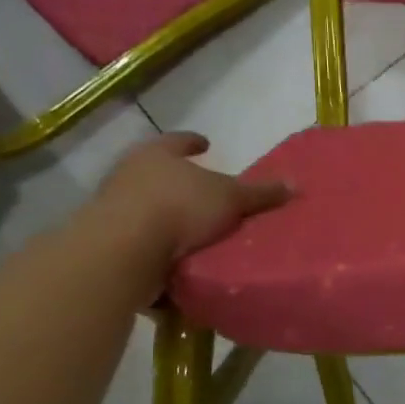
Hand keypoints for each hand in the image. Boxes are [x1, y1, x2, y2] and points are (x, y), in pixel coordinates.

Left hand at [84, 133, 291, 293]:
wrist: (125, 252)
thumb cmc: (179, 208)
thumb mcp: (231, 198)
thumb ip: (260, 194)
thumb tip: (294, 184)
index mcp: (157, 155)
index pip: (178, 141)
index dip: (193, 142)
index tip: (206, 144)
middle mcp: (130, 175)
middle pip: (159, 174)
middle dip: (181, 183)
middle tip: (206, 193)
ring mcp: (115, 210)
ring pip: (148, 209)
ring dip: (170, 220)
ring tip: (198, 234)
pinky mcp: (110, 244)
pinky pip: (143, 243)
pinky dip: (161, 251)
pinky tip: (181, 262)